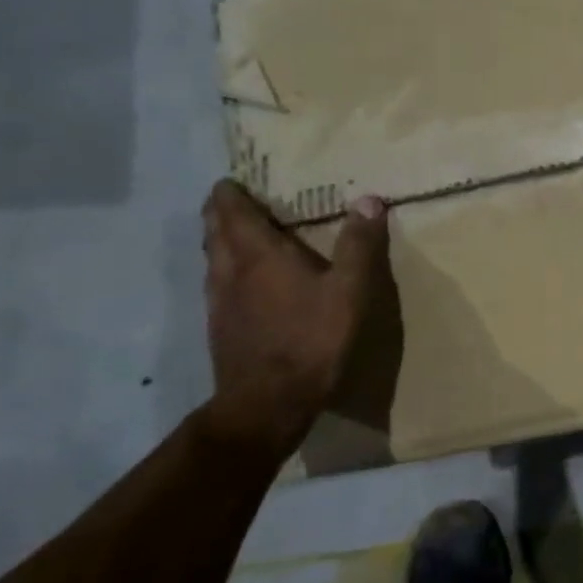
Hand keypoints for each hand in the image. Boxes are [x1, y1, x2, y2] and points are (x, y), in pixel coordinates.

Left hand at [200, 181, 403, 456]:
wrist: (268, 403)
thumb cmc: (312, 338)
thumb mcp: (350, 290)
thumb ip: (359, 244)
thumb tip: (369, 200)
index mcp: (258, 254)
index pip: (232, 211)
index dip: (230, 192)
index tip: (235, 179)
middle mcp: (230, 271)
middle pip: (214, 231)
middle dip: (222, 212)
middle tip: (239, 200)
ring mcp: (219, 302)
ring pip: (212, 258)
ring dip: (222, 240)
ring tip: (242, 235)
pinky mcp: (220, 328)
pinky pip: (218, 284)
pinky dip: (227, 270)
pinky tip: (247, 283)